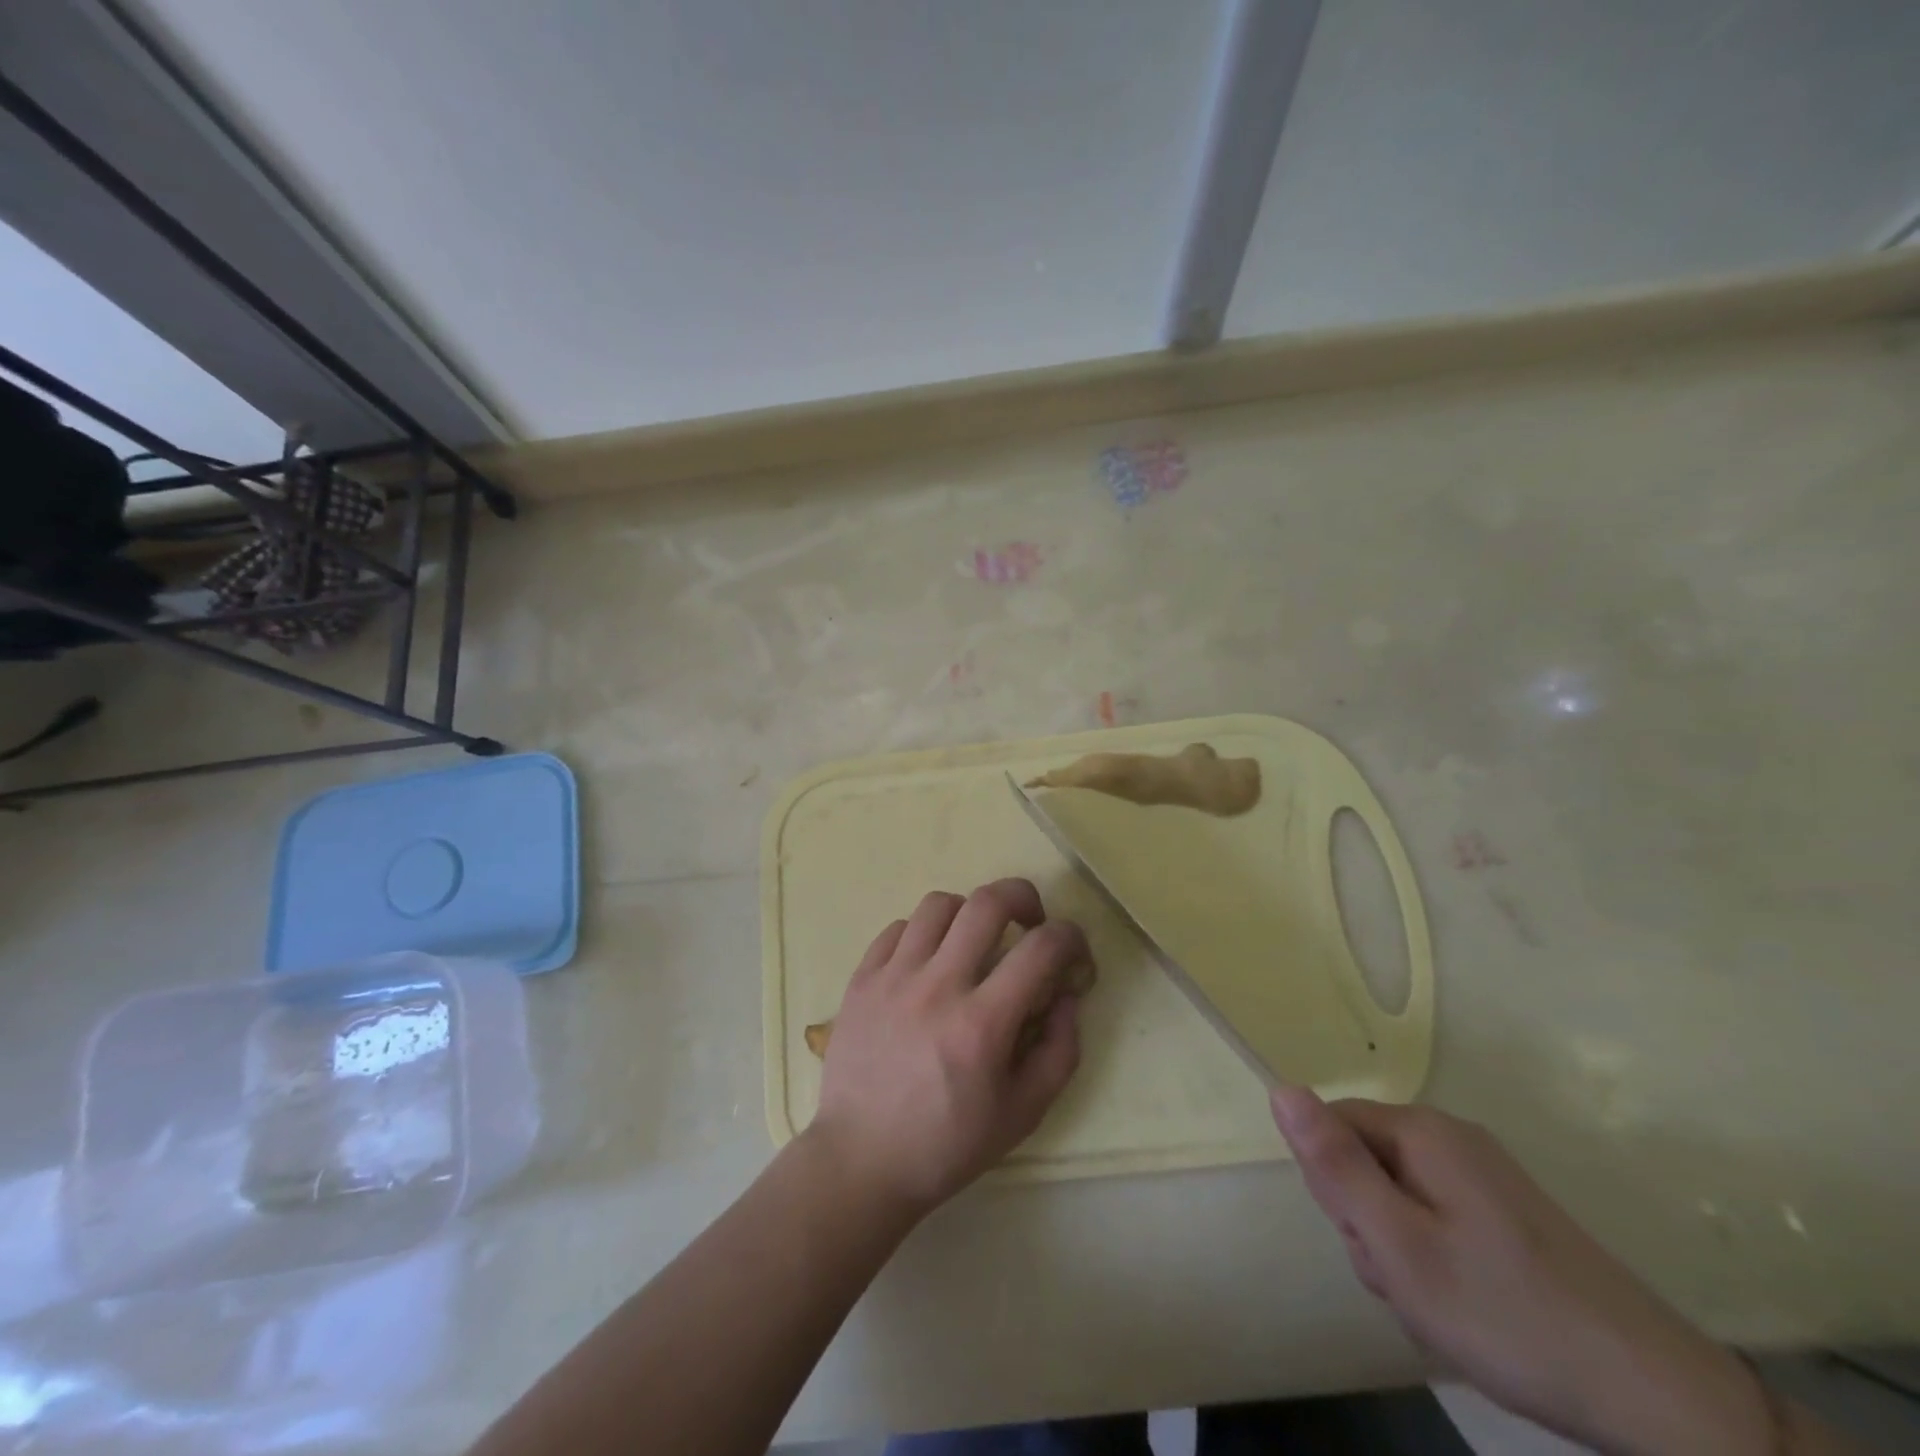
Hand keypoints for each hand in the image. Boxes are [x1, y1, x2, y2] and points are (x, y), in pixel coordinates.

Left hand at [806, 879, 1091, 1219]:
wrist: (861, 1161)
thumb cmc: (947, 1144)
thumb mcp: (1023, 1113)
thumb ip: (1059, 1051)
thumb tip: (1067, 997)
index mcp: (982, 1024)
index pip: (1040, 948)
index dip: (1070, 936)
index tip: (1072, 949)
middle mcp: (937, 987)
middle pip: (987, 902)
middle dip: (1022, 897)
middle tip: (1029, 921)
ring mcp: (893, 978)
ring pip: (938, 904)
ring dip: (969, 912)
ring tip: (973, 941)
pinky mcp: (861, 979)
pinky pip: (897, 928)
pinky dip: (922, 933)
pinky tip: (928, 961)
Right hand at [1271, 1088, 1775, 1455]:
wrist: (1657, 1398)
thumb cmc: (1506, 1314)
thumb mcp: (1399, 1244)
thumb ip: (1334, 1165)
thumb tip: (1280, 1088)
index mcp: (1422, 1132)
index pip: (1331, 1127)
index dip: (1334, 1187)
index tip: (1370, 1242)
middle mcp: (1451, 1137)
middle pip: (1365, 1162)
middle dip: (1370, 1225)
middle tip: (1409, 1282)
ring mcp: (1485, 1175)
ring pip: (1398, 1197)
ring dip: (1401, 1251)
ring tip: (1441, 1304)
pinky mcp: (1508, 1213)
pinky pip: (1437, 1218)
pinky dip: (1436, 1261)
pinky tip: (1467, 1308)